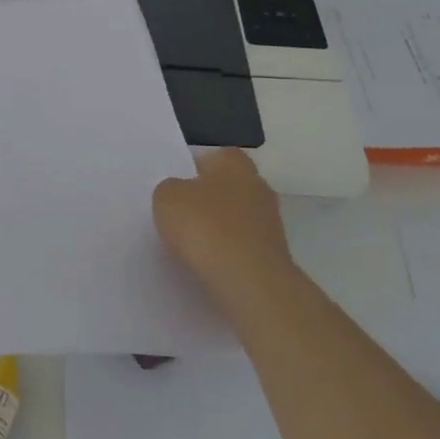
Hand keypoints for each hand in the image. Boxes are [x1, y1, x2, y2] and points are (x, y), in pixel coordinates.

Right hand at [153, 148, 294, 305]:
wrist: (249, 281)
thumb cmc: (206, 227)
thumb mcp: (166, 198)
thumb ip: (170, 189)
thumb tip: (179, 194)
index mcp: (235, 163)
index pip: (212, 157)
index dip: (191, 170)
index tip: (175, 188)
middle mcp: (258, 185)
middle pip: (226, 188)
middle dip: (206, 200)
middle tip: (179, 216)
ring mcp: (270, 222)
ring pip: (235, 219)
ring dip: (217, 229)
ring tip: (190, 245)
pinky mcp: (273, 254)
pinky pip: (241, 247)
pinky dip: (226, 253)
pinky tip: (208, 265)